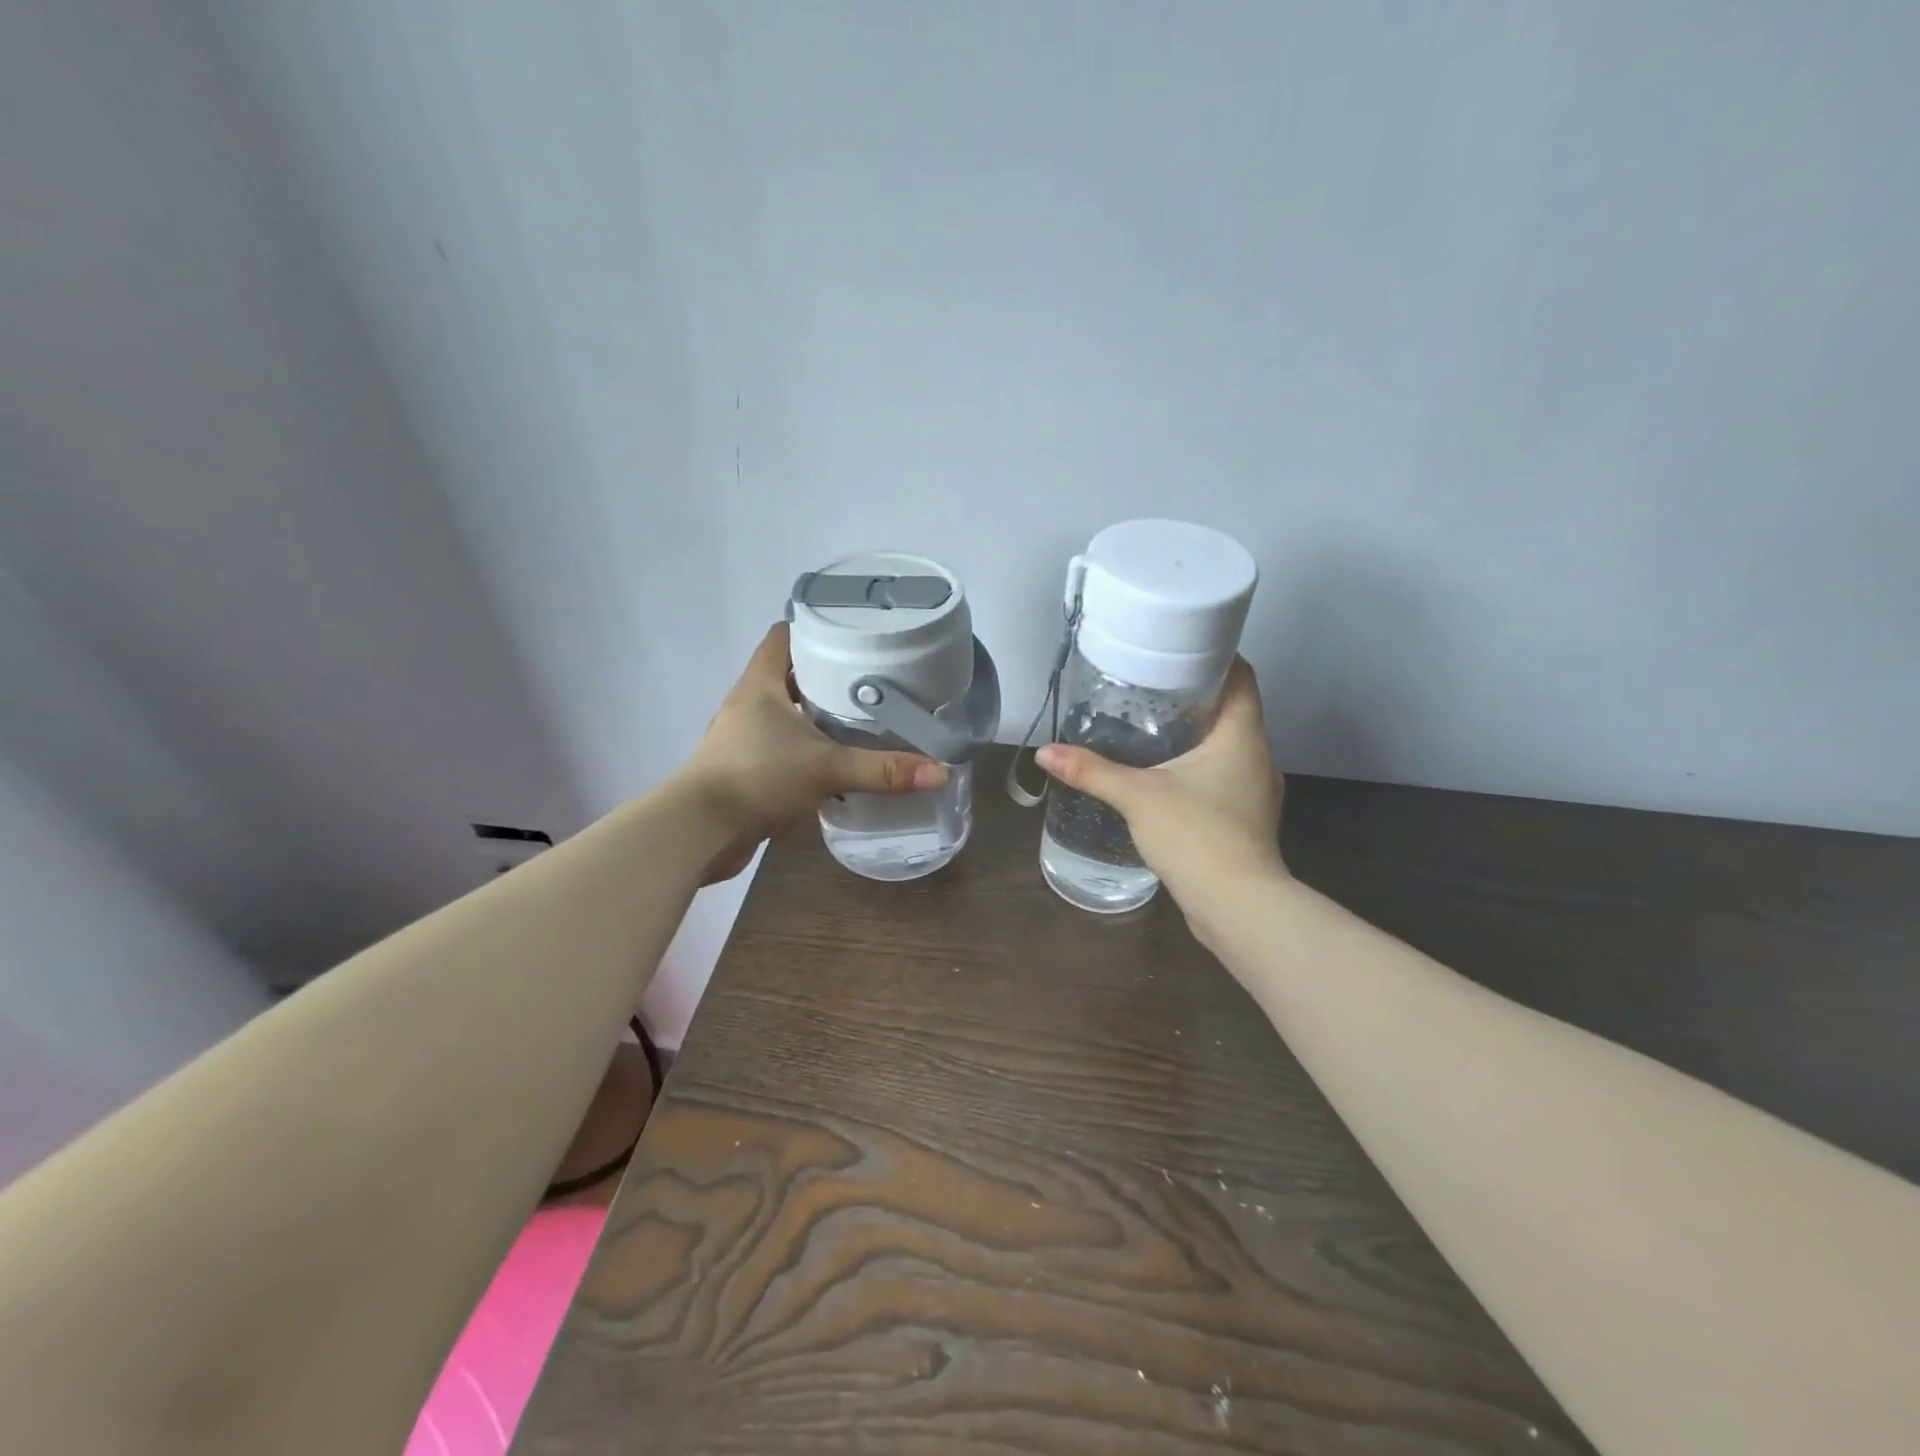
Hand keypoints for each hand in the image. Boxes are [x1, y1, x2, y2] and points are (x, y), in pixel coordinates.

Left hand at [680, 623, 947, 882]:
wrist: (700, 832)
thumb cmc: (757, 778)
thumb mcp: (827, 768)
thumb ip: (883, 770)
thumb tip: (940, 771)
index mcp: (760, 684)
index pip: (784, 636)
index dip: (815, 628)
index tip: (853, 633)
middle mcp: (748, 704)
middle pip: (789, 674)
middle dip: (827, 675)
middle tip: (871, 677)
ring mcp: (743, 738)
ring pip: (786, 714)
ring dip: (817, 716)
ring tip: (861, 718)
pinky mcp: (745, 770)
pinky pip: (782, 749)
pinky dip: (807, 750)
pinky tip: (836, 763)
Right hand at [1036, 659, 1285, 914]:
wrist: (1238, 906)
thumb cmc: (1196, 835)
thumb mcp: (1137, 796)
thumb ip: (1092, 770)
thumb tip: (1045, 753)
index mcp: (1242, 734)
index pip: (1240, 675)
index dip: (1214, 656)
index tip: (1177, 651)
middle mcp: (1258, 756)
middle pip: (1232, 709)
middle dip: (1194, 697)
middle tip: (1148, 688)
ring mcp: (1257, 791)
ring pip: (1228, 747)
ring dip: (1197, 736)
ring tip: (1151, 730)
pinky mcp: (1248, 820)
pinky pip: (1225, 778)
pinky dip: (1200, 769)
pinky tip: (1167, 779)